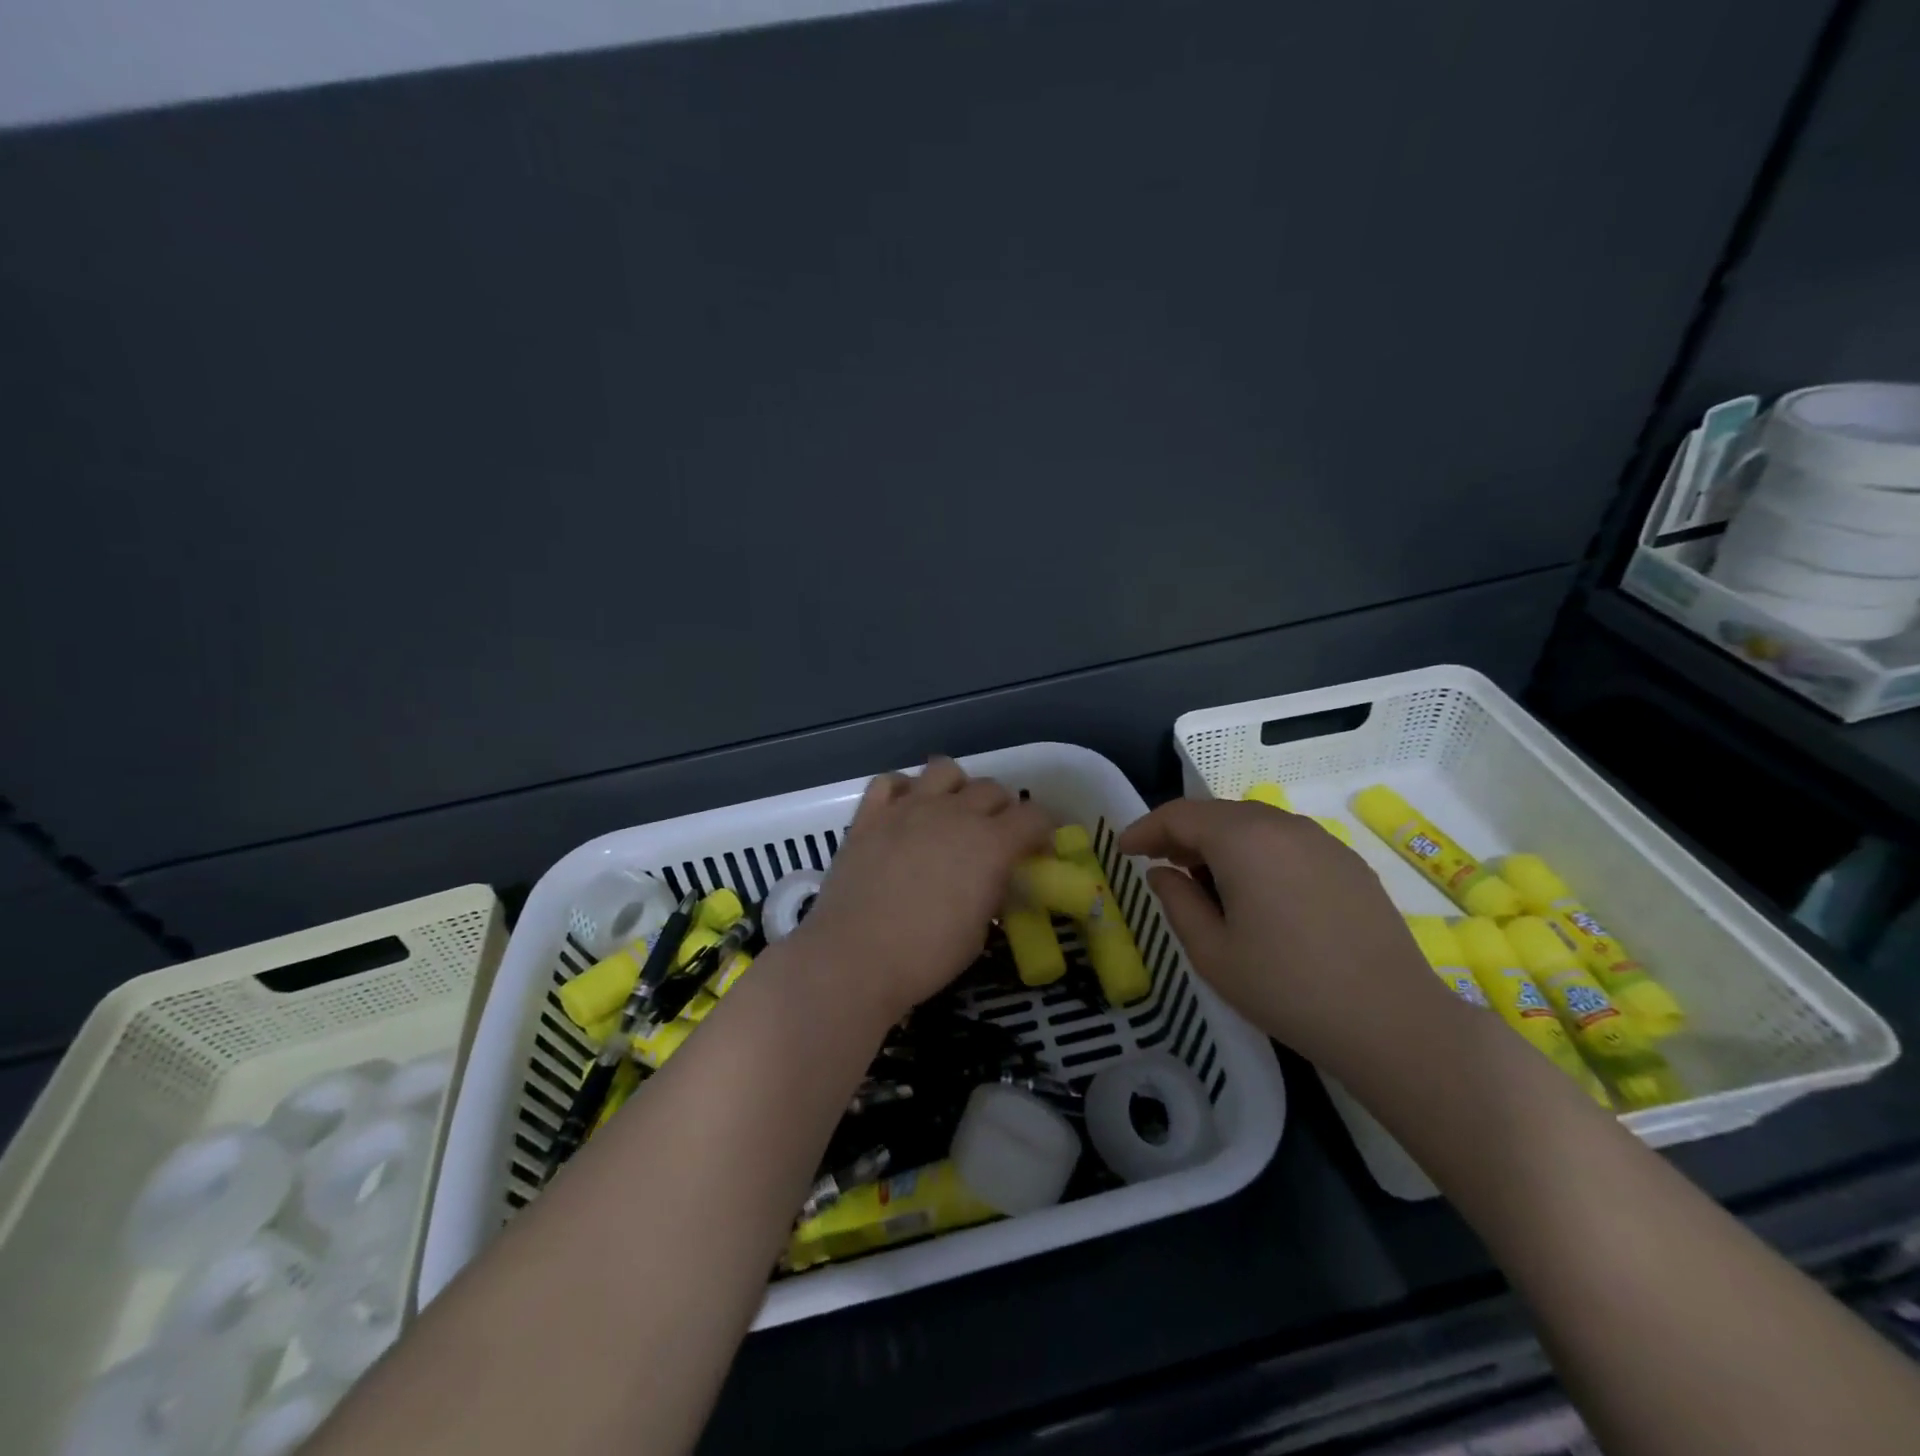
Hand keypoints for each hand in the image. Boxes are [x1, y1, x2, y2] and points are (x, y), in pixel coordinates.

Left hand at [794, 755, 1053, 1020]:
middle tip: (995, 837)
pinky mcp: (870, 815)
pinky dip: (903, 790)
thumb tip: (993, 880)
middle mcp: (954, 813)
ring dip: (957, 788)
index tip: (1039, 848)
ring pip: (944, 769)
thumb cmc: (925, 957)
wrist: (853, 958)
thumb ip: (992, 893)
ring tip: (951, 813)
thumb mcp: (978, 932)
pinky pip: (890, 781)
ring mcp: (908, 808)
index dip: (1044, 829)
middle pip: (992, 789)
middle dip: (1002, 809)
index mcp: (991, 843)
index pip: (1034, 815)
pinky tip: (904, 811)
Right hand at [1119, 798, 1455, 1072]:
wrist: (1393, 1022)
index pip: (1180, 815)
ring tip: (1204, 881)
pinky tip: (1255, 891)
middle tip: (1158, 865)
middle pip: (1217, 814)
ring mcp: (1322, 841)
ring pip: (1253, 825)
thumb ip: (1177, 902)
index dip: (1145, 829)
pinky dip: (1255, 853)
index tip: (1123, 850)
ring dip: (1219, 843)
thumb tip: (1163, 873)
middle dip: (1181, 834)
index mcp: (1244, 839)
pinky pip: (1285, 842)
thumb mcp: (1213, 952)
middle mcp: (1283, 825)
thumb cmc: (1288, 988)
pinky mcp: (1347, 862)